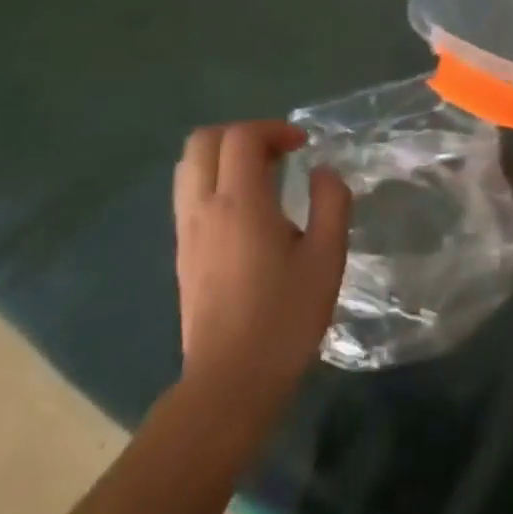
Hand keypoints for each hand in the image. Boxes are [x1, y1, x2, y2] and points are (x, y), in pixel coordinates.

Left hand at [173, 121, 349, 392]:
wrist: (229, 385)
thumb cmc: (284, 319)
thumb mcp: (326, 258)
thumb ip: (331, 203)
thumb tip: (322, 172)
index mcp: (240, 203)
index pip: (242, 136)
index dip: (274, 129)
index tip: (302, 146)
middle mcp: (205, 207)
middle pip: (204, 140)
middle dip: (243, 133)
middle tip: (277, 152)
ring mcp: (187, 230)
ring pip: (189, 165)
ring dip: (223, 154)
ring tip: (260, 175)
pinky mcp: (182, 252)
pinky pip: (188, 193)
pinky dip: (213, 179)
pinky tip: (244, 208)